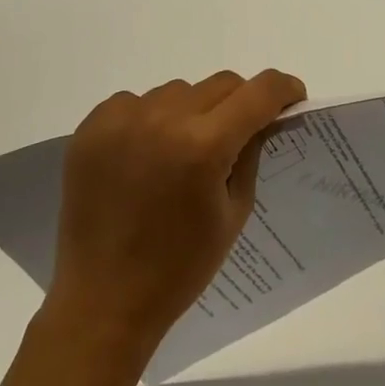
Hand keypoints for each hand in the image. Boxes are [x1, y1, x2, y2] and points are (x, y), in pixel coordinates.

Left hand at [47, 70, 305, 354]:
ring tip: (182, 152)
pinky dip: (151, 118)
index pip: (259, 92)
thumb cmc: (180, 267)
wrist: (103, 301)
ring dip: (193, 111)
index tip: (292, 98)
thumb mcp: (235, 212)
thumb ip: (251, 154)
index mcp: (203, 146)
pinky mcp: (91, 127)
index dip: (284, 89)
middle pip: (221, 84)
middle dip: (240, 103)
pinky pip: (136, 101)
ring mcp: (122, 120)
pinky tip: (145, 154)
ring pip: (179, 91)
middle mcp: (163, 120)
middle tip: (237, 135)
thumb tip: (262, 119)